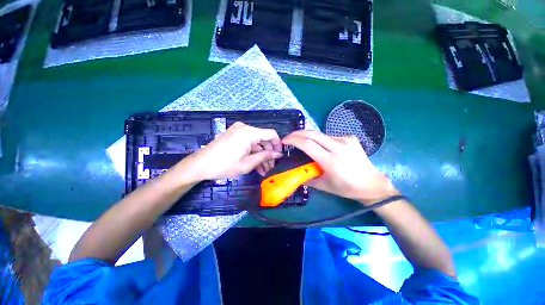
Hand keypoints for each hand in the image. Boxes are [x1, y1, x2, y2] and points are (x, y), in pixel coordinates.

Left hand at [179, 122, 282, 180]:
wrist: (200, 165)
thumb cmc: (224, 165)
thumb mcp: (247, 163)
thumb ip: (265, 157)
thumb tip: (278, 154)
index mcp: (249, 132)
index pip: (271, 134)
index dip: (278, 144)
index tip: (280, 156)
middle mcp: (245, 128)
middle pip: (264, 139)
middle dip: (269, 153)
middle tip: (271, 167)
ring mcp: (239, 132)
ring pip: (256, 143)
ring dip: (261, 155)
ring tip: (265, 170)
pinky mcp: (234, 137)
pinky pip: (248, 144)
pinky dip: (253, 153)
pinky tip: (257, 166)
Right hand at [282, 131, 398, 204]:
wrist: (372, 184)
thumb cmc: (347, 188)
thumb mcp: (324, 186)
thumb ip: (307, 178)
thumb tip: (294, 172)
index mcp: (331, 161)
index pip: (308, 145)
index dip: (294, 140)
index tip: (284, 141)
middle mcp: (339, 147)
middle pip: (313, 134)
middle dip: (297, 133)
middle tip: (288, 137)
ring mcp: (346, 140)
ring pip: (320, 134)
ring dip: (308, 136)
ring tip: (300, 141)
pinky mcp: (350, 138)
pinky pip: (329, 136)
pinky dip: (320, 139)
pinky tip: (318, 145)